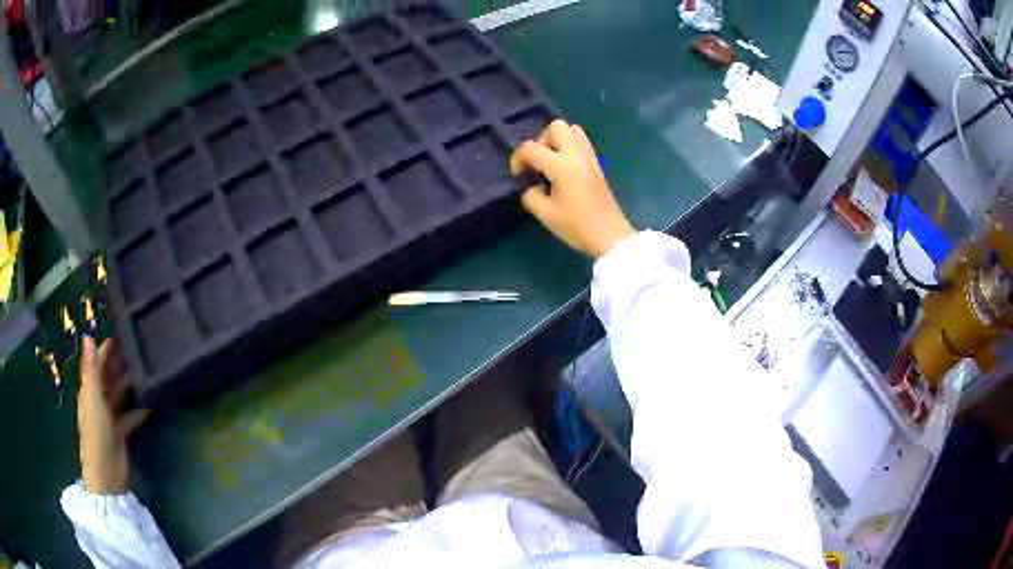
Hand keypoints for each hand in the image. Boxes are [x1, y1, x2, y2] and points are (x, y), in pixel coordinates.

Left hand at [77, 336, 149, 494]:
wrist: (106, 473)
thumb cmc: (96, 432)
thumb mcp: (93, 398)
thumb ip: (91, 369)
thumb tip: (88, 335)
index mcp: (89, 390)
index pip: (96, 363)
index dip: (105, 349)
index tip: (120, 333)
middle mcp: (98, 400)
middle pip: (108, 378)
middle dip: (119, 364)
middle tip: (138, 349)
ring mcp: (109, 418)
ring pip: (119, 395)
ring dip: (129, 385)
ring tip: (145, 372)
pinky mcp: (121, 433)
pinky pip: (130, 416)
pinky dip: (138, 410)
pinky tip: (150, 404)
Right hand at [510, 120, 635, 258]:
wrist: (609, 235)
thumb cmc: (577, 226)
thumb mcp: (545, 214)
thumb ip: (531, 195)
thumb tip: (532, 185)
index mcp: (562, 166)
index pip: (531, 148)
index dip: (517, 159)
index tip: (518, 175)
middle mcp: (577, 154)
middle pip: (556, 126)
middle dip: (541, 140)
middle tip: (538, 162)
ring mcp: (589, 156)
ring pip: (571, 130)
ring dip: (556, 140)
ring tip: (551, 163)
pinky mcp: (596, 163)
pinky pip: (580, 142)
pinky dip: (568, 147)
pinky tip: (564, 169)